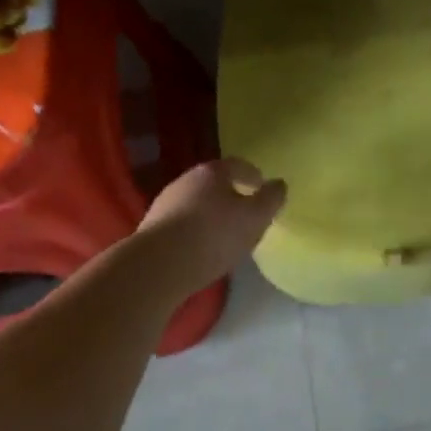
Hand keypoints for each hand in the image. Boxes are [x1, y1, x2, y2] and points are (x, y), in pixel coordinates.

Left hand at [135, 158, 286, 292]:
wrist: (159, 264)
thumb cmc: (215, 235)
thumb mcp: (255, 218)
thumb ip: (271, 199)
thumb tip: (279, 184)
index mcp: (212, 172)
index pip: (237, 165)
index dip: (252, 175)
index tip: (261, 187)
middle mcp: (186, 180)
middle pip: (214, 183)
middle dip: (230, 194)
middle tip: (245, 212)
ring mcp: (165, 203)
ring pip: (195, 203)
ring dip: (210, 214)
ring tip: (223, 235)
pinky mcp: (152, 227)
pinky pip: (181, 224)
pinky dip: (194, 230)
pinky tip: (200, 248)